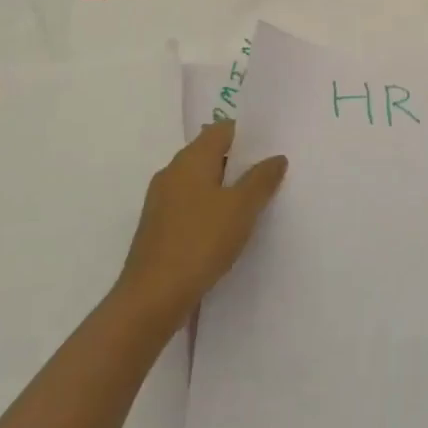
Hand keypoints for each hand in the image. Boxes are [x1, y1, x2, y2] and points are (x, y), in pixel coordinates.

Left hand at [114, 121, 287, 333]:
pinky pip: (191, 203)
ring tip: (256, 200)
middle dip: (240, 161)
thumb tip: (276, 157)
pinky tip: (229, 226)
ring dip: (226, 186)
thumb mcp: (241, 208)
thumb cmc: (200, 242)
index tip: (273, 145)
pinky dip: (211, 206)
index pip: (223, 129)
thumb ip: (261, 179)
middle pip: (211, 153)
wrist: (151, 298)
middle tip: (271, 172)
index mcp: (191, 159)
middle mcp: (172, 172)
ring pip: (201, 180)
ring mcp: (162, 200)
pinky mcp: (159, 226)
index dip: (249, 134)